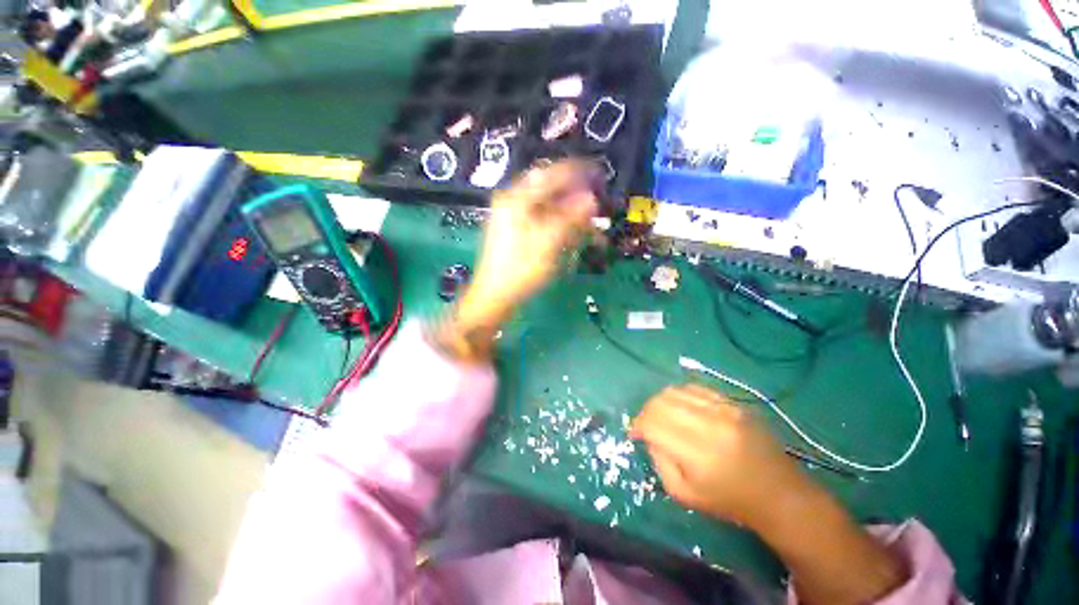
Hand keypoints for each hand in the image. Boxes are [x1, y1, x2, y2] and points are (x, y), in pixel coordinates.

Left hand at [468, 160, 597, 315]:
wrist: (494, 296)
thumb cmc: (521, 270)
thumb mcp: (548, 243)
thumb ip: (570, 218)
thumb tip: (591, 199)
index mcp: (517, 199)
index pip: (550, 174)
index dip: (576, 172)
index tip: (597, 174)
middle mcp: (512, 202)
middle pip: (548, 189)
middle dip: (573, 195)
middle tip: (593, 202)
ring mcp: (511, 217)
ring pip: (545, 205)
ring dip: (567, 211)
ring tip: (586, 221)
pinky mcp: (514, 231)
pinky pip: (540, 219)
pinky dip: (557, 223)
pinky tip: (569, 232)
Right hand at [631, 385, 908, 604]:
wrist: (781, 494)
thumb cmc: (730, 501)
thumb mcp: (684, 495)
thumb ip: (659, 461)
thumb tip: (648, 435)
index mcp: (699, 454)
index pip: (653, 424)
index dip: (638, 425)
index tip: (635, 433)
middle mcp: (712, 425)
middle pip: (661, 402)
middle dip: (646, 411)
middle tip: (647, 424)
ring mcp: (726, 410)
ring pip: (676, 391)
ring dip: (661, 401)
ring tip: (662, 416)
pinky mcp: (736, 403)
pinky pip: (696, 388)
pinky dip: (681, 396)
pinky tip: (682, 409)